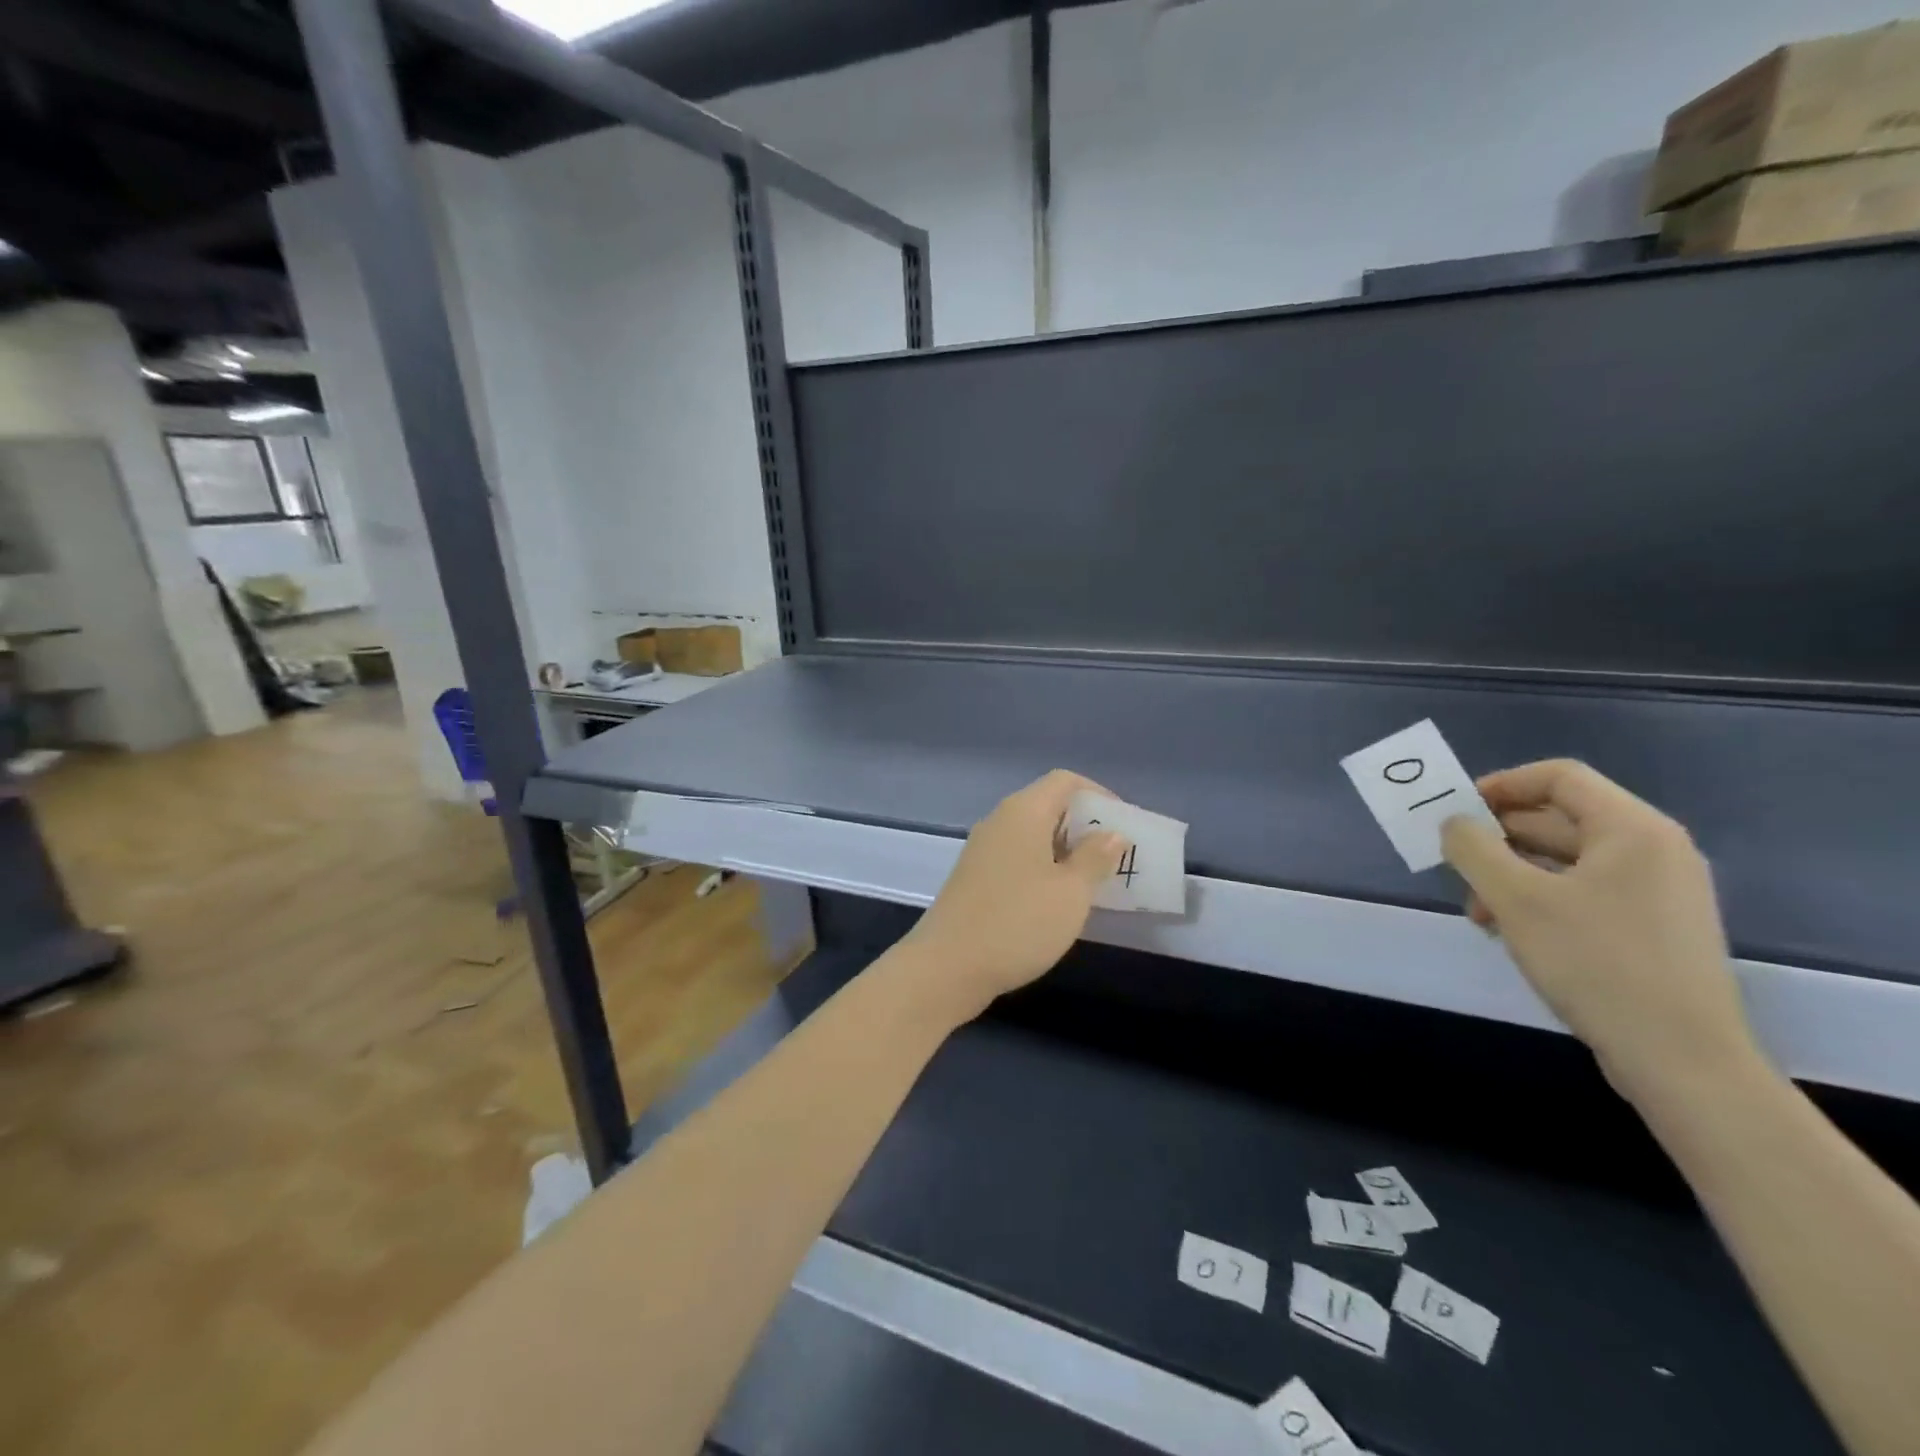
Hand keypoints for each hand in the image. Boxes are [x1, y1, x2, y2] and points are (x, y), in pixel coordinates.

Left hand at [902, 770, 1127, 1021]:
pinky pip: (1018, 857)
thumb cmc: (1018, 923)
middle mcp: (1000, 820)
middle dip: (1085, 826)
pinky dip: (1044, 868)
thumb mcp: (1071, 892)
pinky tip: (1058, 900)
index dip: (1099, 795)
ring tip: (1094, 881)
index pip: (1065, 781)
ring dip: (1066, 850)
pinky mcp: (975, 876)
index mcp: (1023, 811)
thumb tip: (1112, 833)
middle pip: (1049, 805)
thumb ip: (1096, 858)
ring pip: (1033, 834)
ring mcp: (983, 849)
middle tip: (1116, 857)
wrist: (946, 967)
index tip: (1124, 825)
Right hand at [1441, 759, 1757, 1099]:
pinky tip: (1508, 930)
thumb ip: (1473, 849)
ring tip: (1476, 909)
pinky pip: (1584, 892)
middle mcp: (1653, 851)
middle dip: (1499, 837)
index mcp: (1632, 830)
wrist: (1681, 1060)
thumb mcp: (1516, 899)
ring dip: (1511, 873)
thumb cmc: (1595, 963)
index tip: (1455, 812)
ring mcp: (1658, 892)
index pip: (1558, 777)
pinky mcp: (1652, 928)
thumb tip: (1454, 824)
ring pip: (1566, 860)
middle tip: (1454, 863)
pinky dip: (1539, 899)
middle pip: (1560, 818)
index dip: (1500, 785)